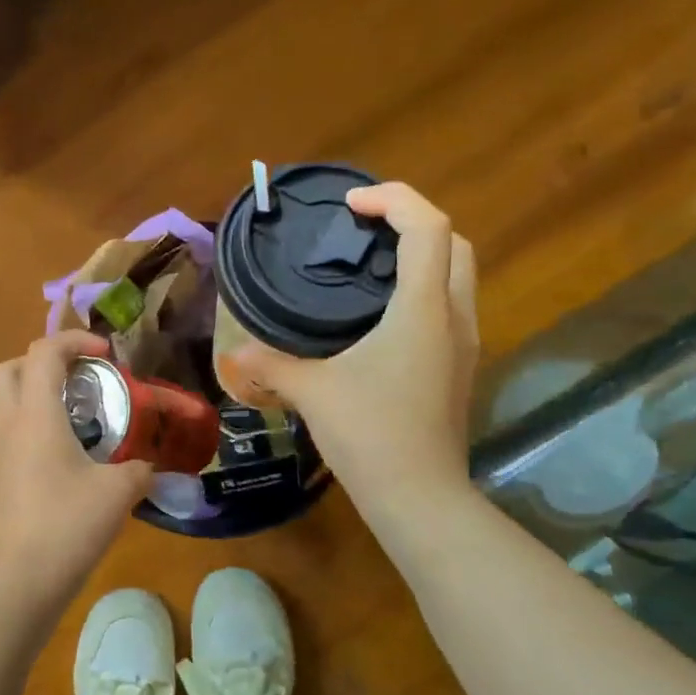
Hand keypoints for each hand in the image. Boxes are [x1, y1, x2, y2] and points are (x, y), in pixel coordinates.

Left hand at [0, 332, 153, 615]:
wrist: (17, 582)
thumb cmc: (67, 525)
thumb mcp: (118, 492)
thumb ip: (139, 469)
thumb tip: (148, 467)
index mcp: (34, 415)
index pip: (44, 352)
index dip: (76, 340)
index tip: (108, 354)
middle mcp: (7, 425)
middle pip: (9, 369)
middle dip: (43, 362)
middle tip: (80, 379)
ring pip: (5, 402)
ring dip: (38, 395)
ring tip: (80, 418)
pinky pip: (9, 433)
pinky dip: (34, 427)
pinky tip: (67, 457)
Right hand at [227, 183, 478, 500]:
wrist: (418, 495)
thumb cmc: (368, 433)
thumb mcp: (311, 392)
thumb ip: (268, 364)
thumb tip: (232, 355)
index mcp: (422, 308)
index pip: (428, 226)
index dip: (393, 199)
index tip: (350, 205)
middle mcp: (453, 316)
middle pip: (454, 243)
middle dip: (413, 221)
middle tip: (363, 229)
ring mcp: (463, 344)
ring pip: (457, 275)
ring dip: (421, 256)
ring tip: (369, 266)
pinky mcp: (458, 368)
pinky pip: (448, 307)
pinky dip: (421, 290)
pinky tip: (380, 316)